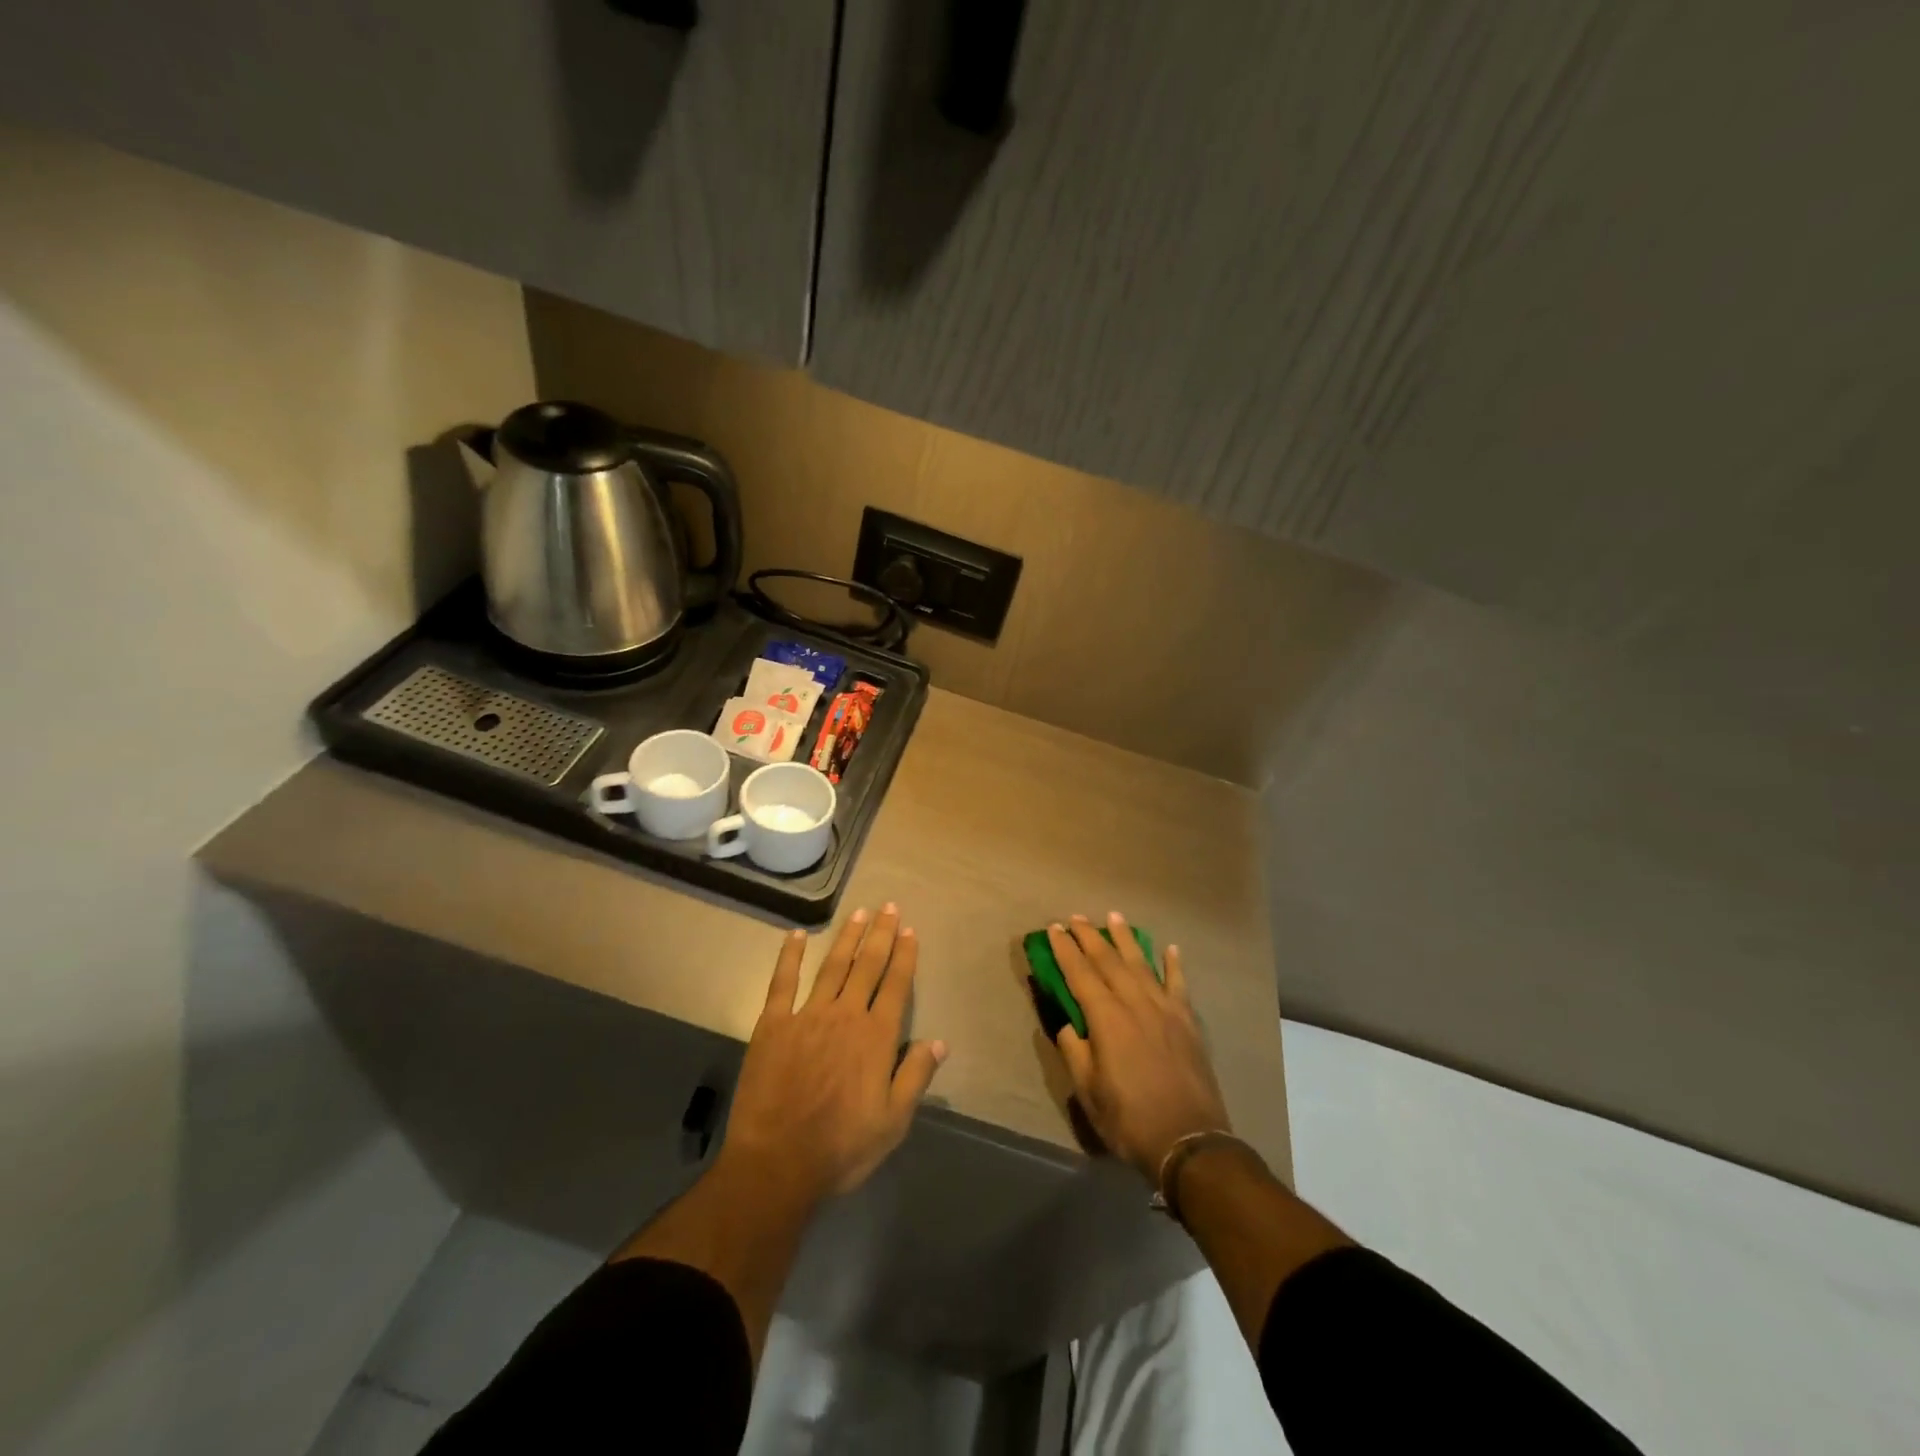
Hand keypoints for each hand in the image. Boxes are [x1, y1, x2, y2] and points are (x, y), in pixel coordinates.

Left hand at [722, 904, 946, 1202]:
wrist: (777, 1164)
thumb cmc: (841, 1148)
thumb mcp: (893, 1122)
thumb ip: (916, 1076)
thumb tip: (940, 1041)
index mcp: (876, 1037)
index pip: (896, 985)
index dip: (904, 956)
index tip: (909, 930)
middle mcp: (845, 1015)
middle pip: (867, 966)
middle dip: (880, 934)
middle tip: (888, 906)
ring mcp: (807, 1016)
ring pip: (833, 967)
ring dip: (847, 938)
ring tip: (859, 912)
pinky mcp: (773, 1025)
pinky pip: (783, 982)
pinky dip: (790, 957)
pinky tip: (797, 936)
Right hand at [1049, 913, 1230, 1184]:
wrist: (1189, 1141)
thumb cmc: (1130, 1119)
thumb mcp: (1088, 1091)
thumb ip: (1075, 1051)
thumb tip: (1069, 1024)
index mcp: (1106, 1019)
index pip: (1080, 974)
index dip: (1065, 950)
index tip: (1054, 929)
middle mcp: (1135, 1003)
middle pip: (1108, 961)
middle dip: (1090, 936)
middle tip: (1076, 917)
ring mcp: (1165, 1009)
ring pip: (1141, 964)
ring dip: (1126, 939)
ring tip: (1115, 917)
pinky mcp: (1188, 1021)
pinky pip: (1178, 984)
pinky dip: (1173, 964)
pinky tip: (1170, 949)